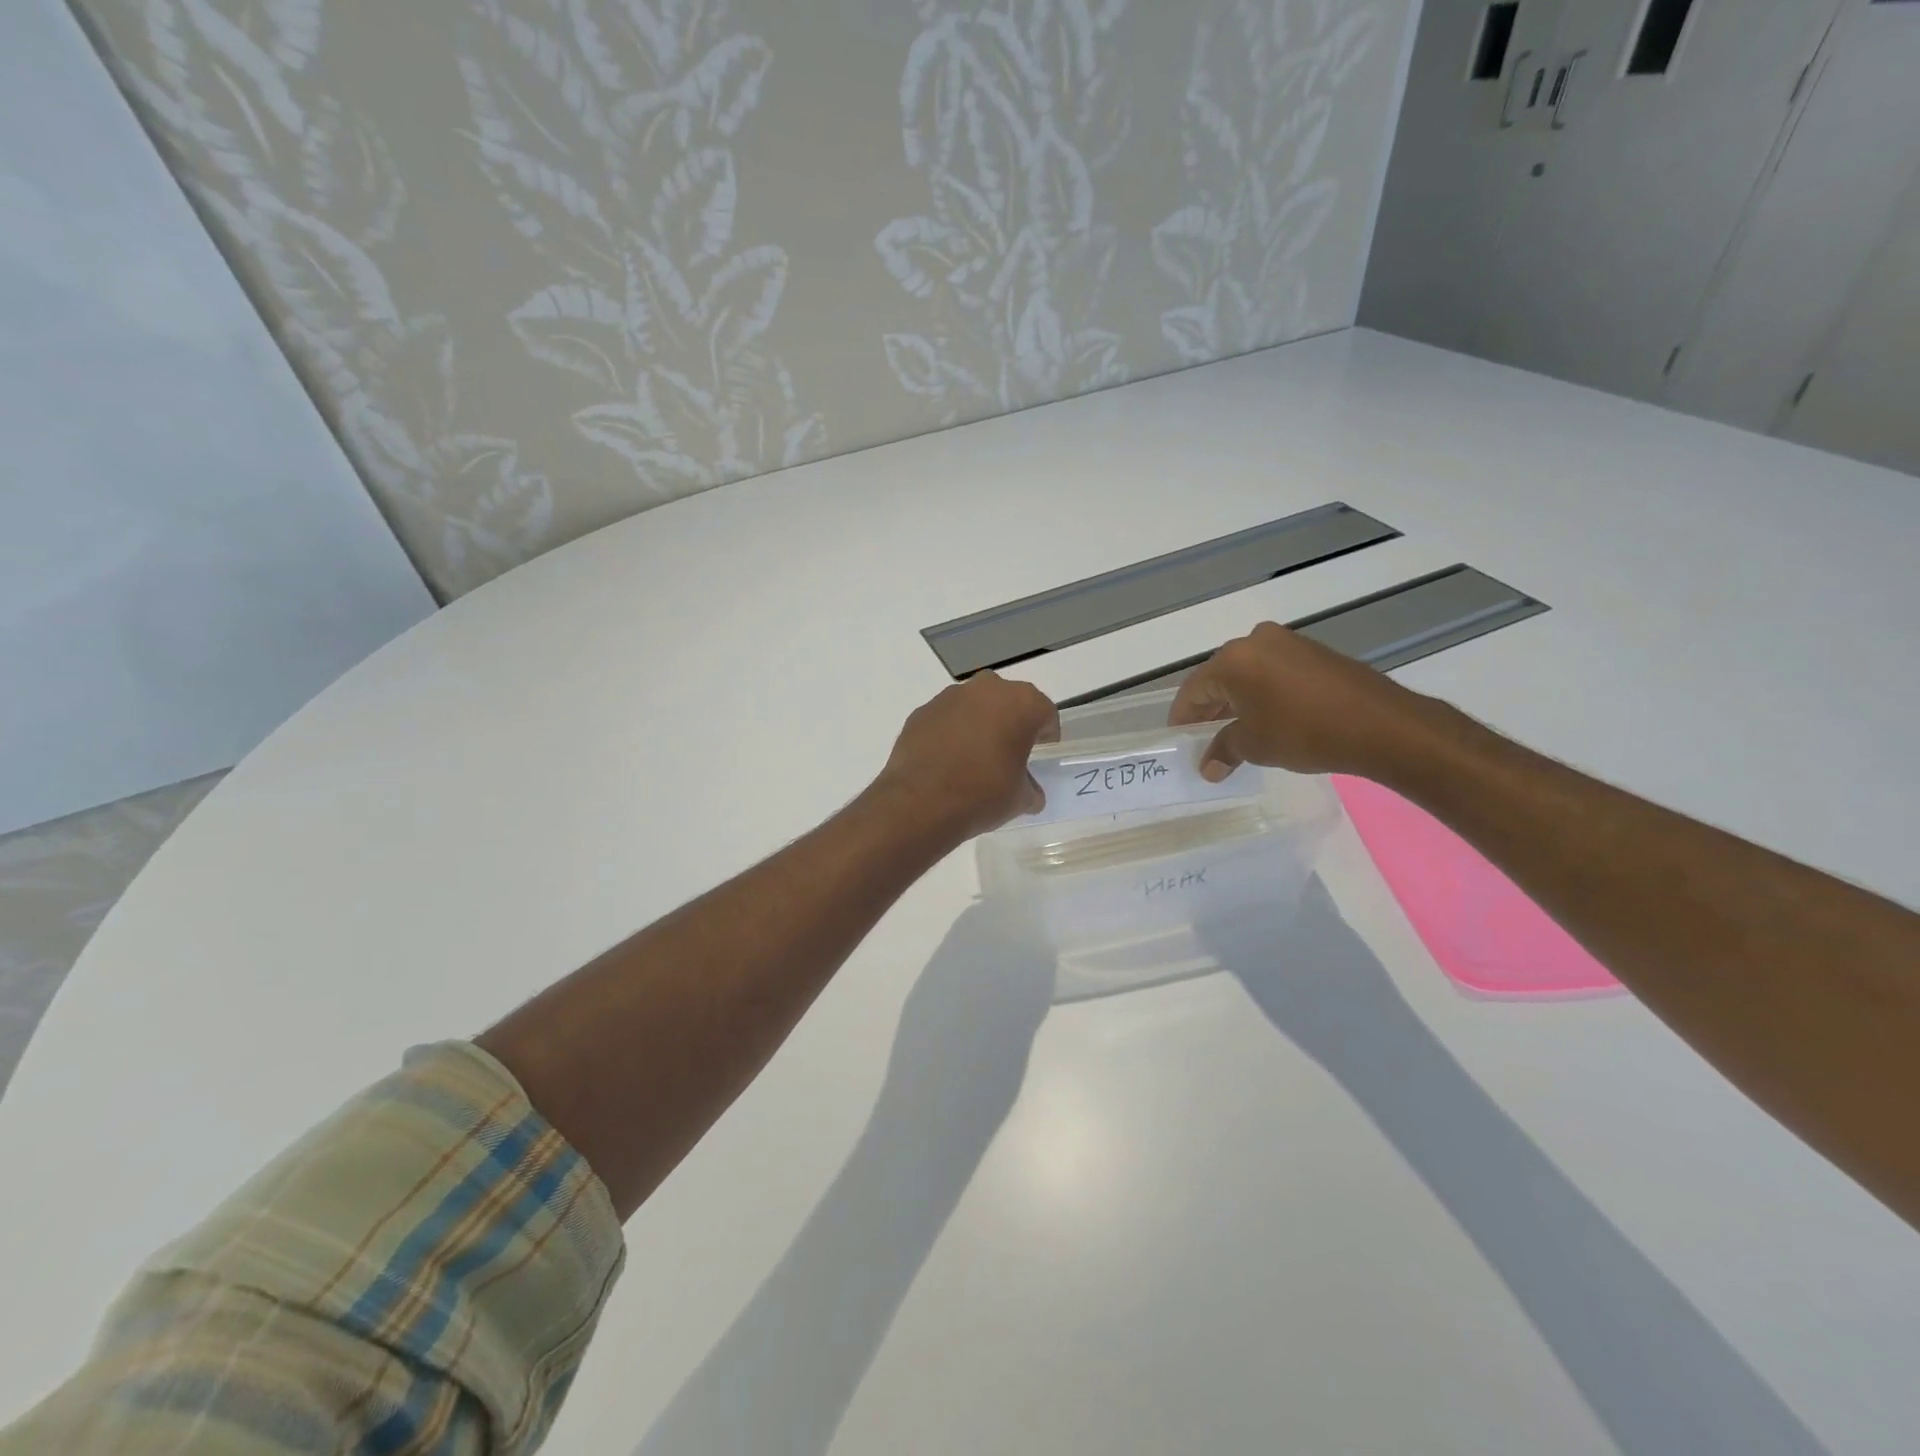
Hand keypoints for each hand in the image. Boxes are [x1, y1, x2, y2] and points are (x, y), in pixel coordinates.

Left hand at [874, 672, 1060, 840]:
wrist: (920, 803)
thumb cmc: (983, 795)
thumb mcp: (1020, 799)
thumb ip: (1030, 788)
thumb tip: (1029, 792)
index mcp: (1022, 703)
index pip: (1045, 713)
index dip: (1046, 736)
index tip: (1040, 754)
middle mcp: (987, 689)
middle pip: (1009, 701)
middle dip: (1011, 723)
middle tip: (1008, 753)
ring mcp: (950, 696)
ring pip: (975, 705)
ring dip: (979, 724)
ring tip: (974, 757)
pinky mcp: (922, 711)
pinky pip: (946, 718)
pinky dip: (951, 732)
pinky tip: (946, 760)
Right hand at [1169, 622, 1431, 778]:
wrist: (1380, 725)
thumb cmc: (1303, 732)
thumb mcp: (1255, 745)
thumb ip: (1224, 750)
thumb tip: (1208, 768)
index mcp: (1233, 660)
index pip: (1193, 689)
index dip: (1183, 717)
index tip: (1179, 739)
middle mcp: (1256, 641)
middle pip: (1220, 677)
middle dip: (1210, 708)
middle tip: (1203, 737)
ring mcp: (1289, 643)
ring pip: (1249, 673)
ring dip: (1238, 701)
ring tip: (1236, 731)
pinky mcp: (1315, 652)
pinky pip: (1275, 672)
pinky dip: (1264, 693)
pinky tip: (1269, 718)